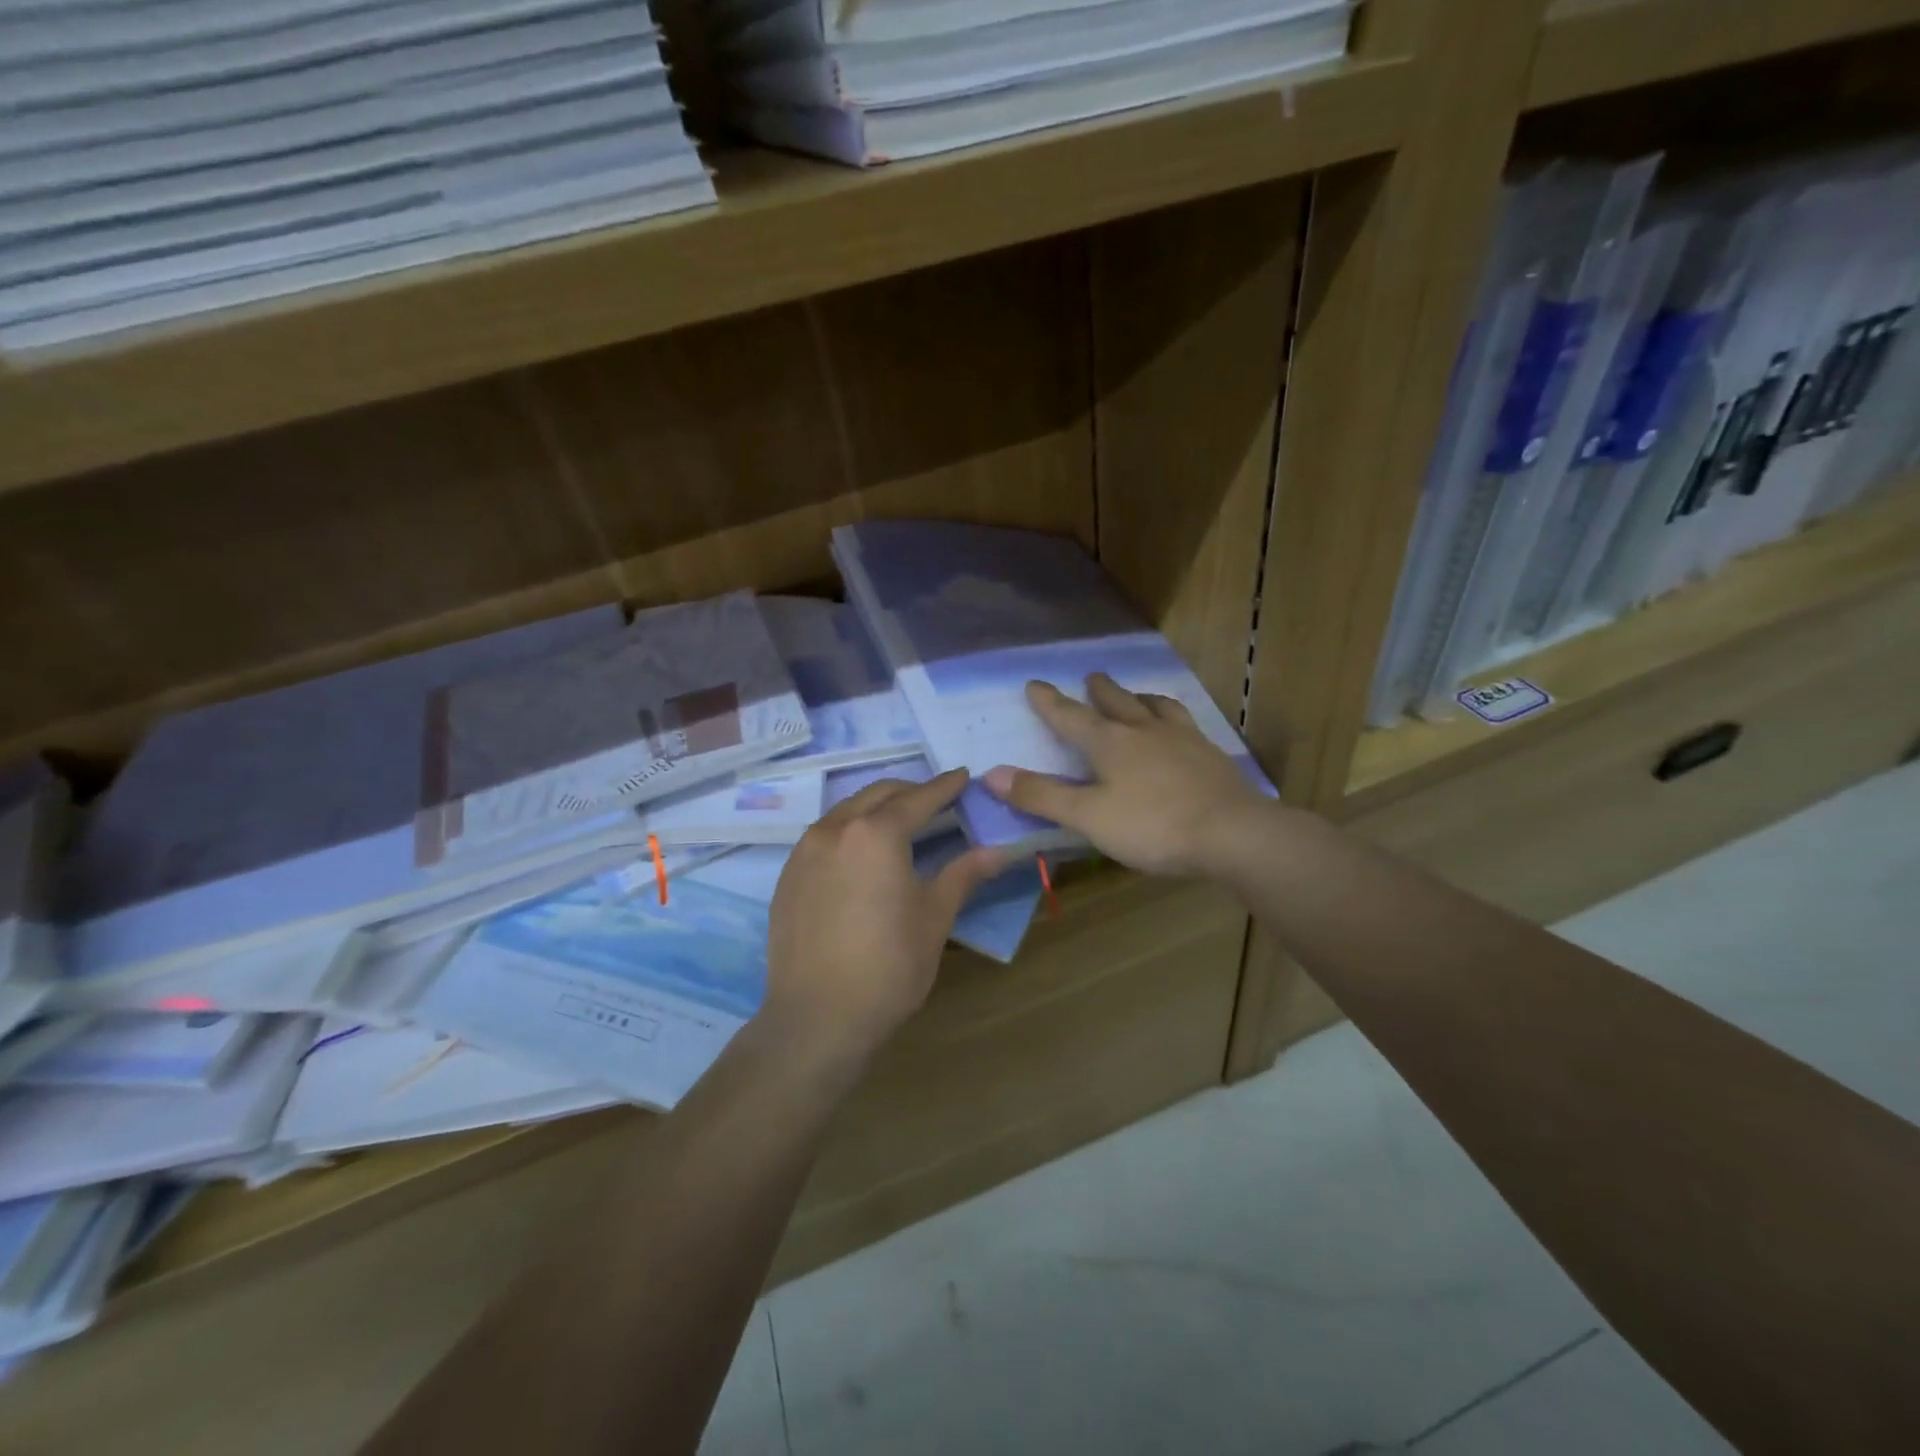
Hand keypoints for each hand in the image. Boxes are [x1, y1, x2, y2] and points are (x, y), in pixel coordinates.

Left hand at [764, 770, 1007, 1065]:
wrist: (816, 1018)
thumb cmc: (888, 967)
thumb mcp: (934, 918)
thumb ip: (963, 874)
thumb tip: (1000, 850)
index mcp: (876, 834)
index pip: (918, 798)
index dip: (945, 786)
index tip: (963, 776)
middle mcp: (835, 829)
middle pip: (878, 794)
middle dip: (910, 791)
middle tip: (936, 800)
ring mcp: (804, 851)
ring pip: (846, 811)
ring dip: (876, 808)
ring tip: (899, 823)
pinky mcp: (787, 875)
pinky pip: (823, 836)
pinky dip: (849, 831)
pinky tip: (861, 856)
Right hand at [982, 674, 1270, 878]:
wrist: (1232, 834)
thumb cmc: (1152, 826)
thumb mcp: (1088, 816)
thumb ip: (1042, 795)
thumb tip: (991, 774)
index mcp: (1110, 743)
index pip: (1071, 716)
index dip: (1050, 702)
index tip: (1035, 683)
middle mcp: (1145, 731)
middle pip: (1117, 702)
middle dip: (1100, 691)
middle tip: (1091, 677)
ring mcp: (1183, 740)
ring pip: (1157, 707)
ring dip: (1141, 698)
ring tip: (1138, 695)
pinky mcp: (1211, 756)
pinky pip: (1187, 725)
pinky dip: (1174, 719)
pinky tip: (1180, 729)